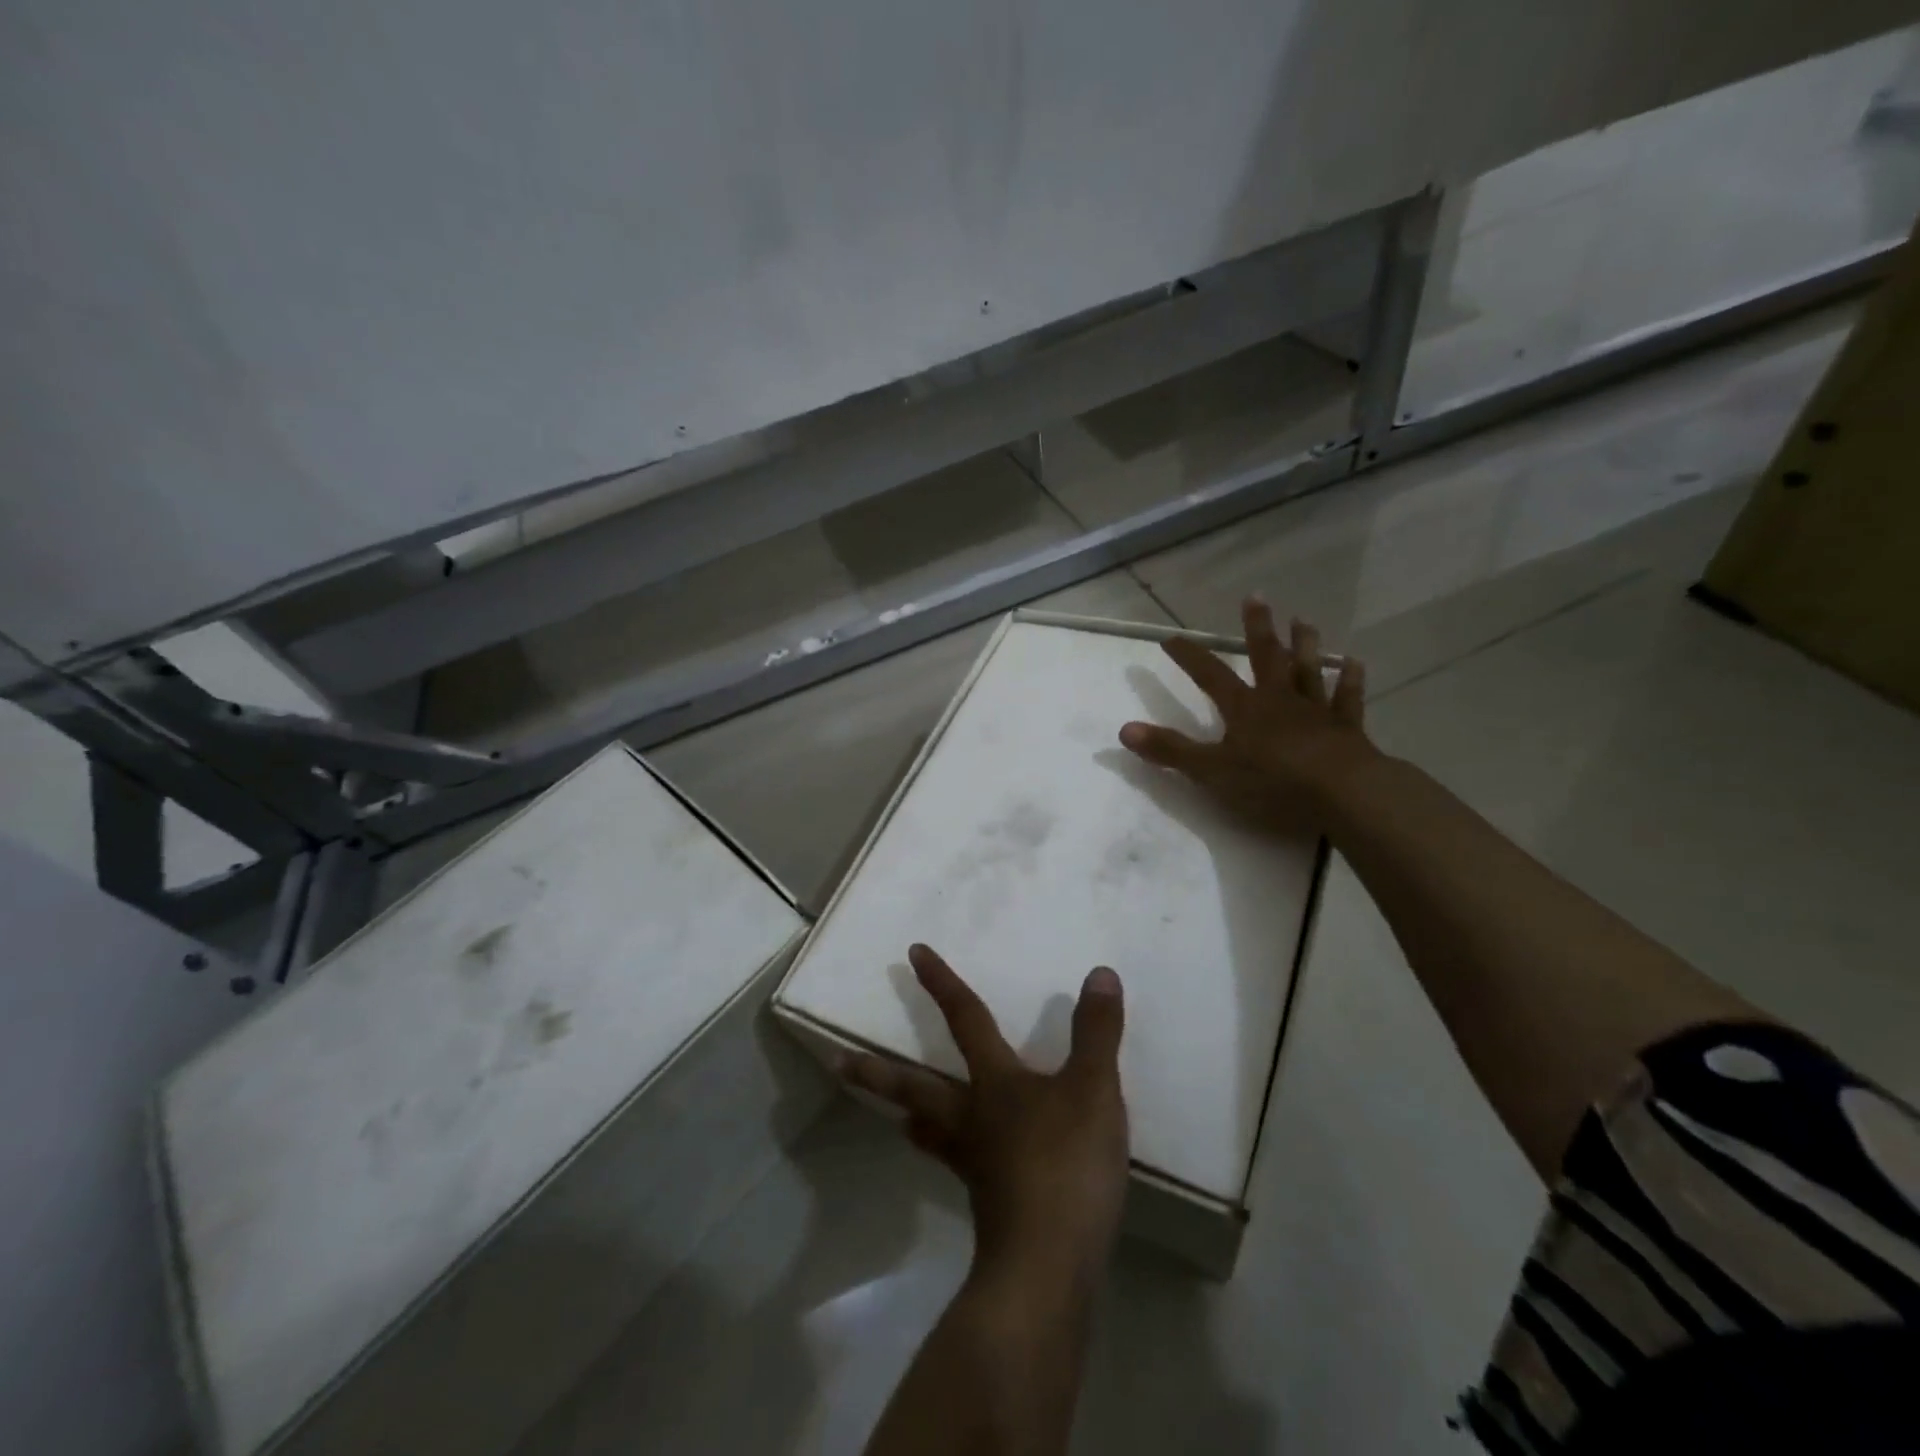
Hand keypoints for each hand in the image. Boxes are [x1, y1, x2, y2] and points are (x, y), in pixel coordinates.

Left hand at [841, 944, 1129, 1279]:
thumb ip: (1096, 1032)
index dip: (941, 984)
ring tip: (896, 1116)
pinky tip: (965, 1167)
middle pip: (918, 1086)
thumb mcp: (1092, 1089)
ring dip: (912, 1116)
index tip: (912, 954)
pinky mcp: (988, 1205)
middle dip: (879, 1073)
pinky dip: (951, 1156)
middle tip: (839, 1063)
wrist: (1048, 1265)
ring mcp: (975, 1164)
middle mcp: (973, 1117)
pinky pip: (962, 1168)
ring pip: (933, 1130)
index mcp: (994, 1082)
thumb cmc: (1066, 1163)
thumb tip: (1099, 973)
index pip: (965, 1018)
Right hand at [1119, 597, 1371, 826]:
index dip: (1189, 656)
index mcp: (1244, 708)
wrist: (1341, 792)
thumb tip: (1124, 731)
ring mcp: (1315, 711)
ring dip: (1305, 645)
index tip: (1171, 637)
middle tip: (1255, 597)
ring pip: (1308, 670)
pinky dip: (1350, 681)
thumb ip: (1170, 750)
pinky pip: (1347, 699)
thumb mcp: (1211, 771)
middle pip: (1266, 657)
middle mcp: (1279, 699)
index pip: (1209, 675)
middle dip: (1257, 628)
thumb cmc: (1272, 782)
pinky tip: (1355, 663)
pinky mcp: (1346, 729)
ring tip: (1303, 620)